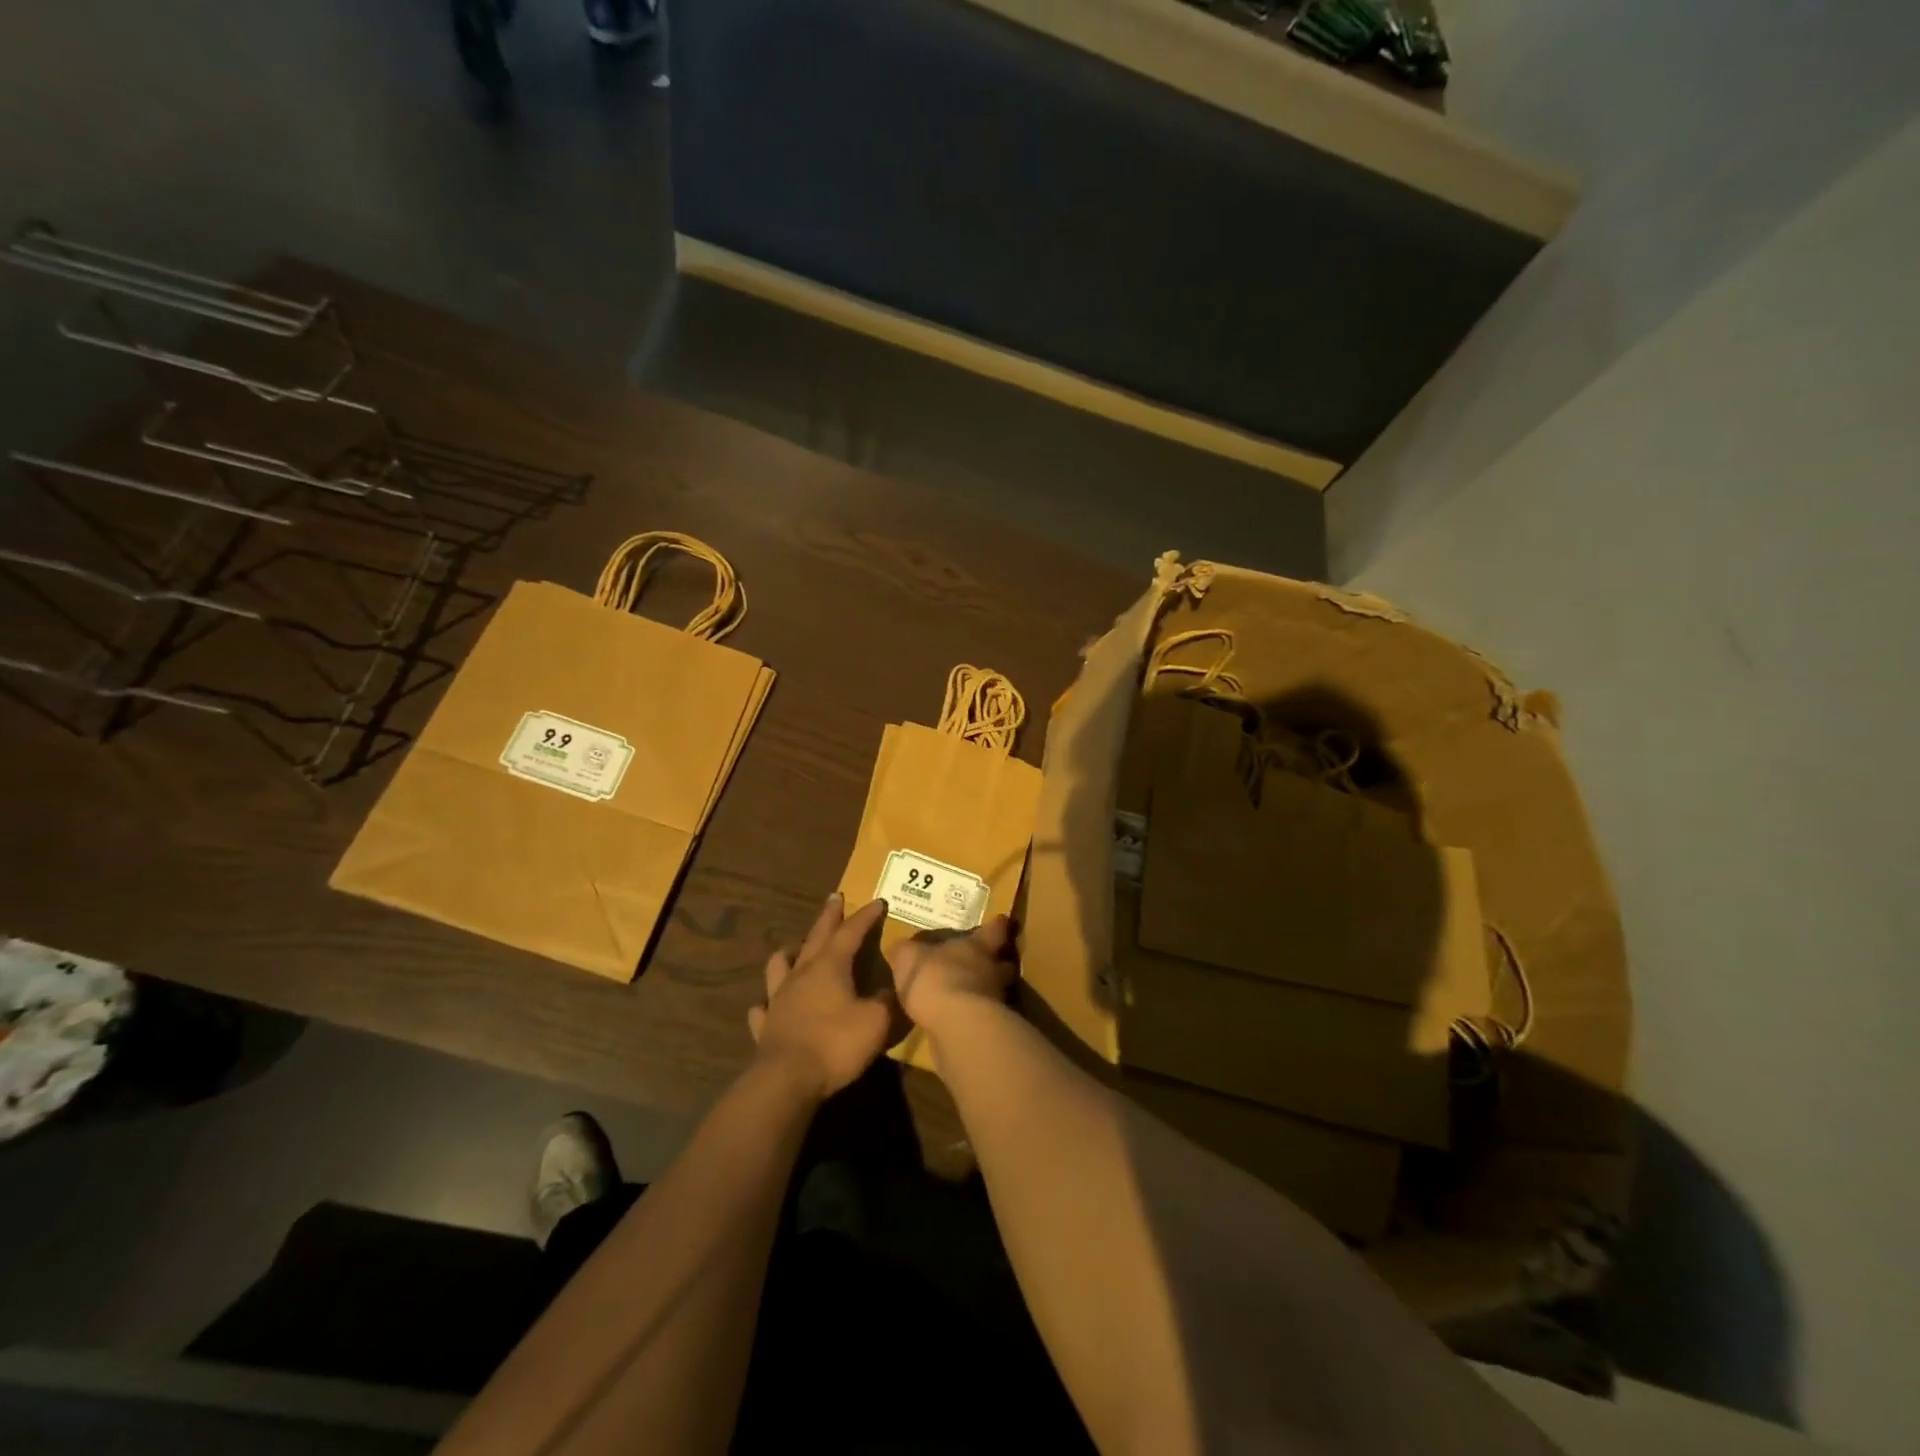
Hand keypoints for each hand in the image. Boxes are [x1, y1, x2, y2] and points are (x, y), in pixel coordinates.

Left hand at [746, 894, 893, 1098]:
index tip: (877, 902)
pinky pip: (763, 1006)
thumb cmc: (835, 1044)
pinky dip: (767, 1001)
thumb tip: (891, 991)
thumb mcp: (875, 1022)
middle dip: (829, 916)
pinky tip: (768, 1003)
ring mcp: (779, 998)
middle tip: (834, 898)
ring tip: (795, 948)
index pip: (850, 932)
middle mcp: (802, 974)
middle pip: (816, 937)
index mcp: (830, 967)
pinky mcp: (766, 1025)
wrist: (787, 1080)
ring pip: (780, 964)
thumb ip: (886, 1002)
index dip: (865, 917)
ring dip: (790, 952)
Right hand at [888, 915, 1017, 1030]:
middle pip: (1004, 962)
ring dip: (988, 991)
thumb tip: (903, 948)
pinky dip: (977, 1015)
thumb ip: (907, 951)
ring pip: (998, 989)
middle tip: (988, 962)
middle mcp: (992, 969)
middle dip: (998, 962)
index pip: (995, 930)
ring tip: (972, 994)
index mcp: (977, 946)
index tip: (1002, 921)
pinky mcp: (991, 1027)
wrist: (957, 1024)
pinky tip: (963, 1020)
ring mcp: (996, 999)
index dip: (998, 925)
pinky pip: (987, 1016)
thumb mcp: (909, 958)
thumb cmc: (935, 978)